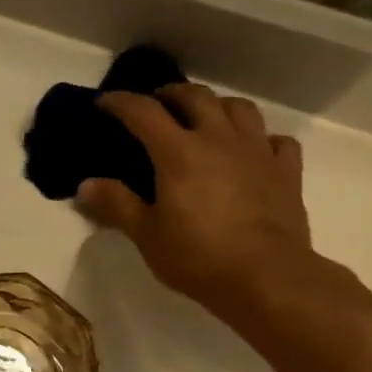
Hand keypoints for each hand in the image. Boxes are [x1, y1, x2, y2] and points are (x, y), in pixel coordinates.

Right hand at [77, 83, 324, 323]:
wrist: (267, 277)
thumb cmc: (199, 257)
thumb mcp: (147, 235)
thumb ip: (116, 205)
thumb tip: (85, 185)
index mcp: (179, 152)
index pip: (144, 112)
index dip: (121, 103)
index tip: (104, 103)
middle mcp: (219, 140)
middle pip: (196, 97)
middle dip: (172, 94)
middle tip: (158, 105)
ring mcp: (257, 152)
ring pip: (239, 108)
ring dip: (218, 106)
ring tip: (206, 118)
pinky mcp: (286, 172)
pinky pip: (276, 141)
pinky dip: (262, 139)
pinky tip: (254, 151)